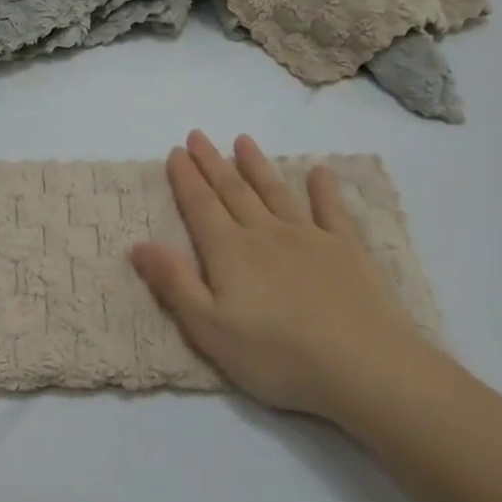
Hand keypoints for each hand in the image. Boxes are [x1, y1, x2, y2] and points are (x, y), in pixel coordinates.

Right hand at [129, 131, 451, 423]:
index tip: (176, 151)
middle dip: (213, 163)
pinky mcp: (347, 249)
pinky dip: (323, 189)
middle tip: (199, 135)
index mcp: (230, 253)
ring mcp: (310, 237)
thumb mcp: (210, 330)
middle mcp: (266, 234)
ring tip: (243, 141)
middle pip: (234, 191)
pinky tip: (320, 172)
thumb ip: (175, 283)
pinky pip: (331, 210)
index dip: (186, 179)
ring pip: (276, 192)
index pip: (201, 207)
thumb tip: (138, 244)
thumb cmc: (277, 356)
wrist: (363, 366)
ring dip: (258, 166)